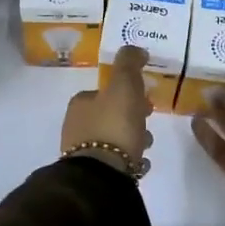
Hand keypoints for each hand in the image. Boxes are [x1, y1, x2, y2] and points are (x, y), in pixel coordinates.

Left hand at [61, 45, 153, 174]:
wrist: (102, 176)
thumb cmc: (113, 126)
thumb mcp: (124, 86)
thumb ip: (128, 64)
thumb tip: (134, 49)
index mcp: (80, 103)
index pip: (103, 92)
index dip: (126, 93)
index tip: (145, 99)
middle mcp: (76, 126)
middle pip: (108, 115)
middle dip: (130, 117)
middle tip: (148, 122)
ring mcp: (81, 153)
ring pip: (112, 139)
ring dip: (131, 139)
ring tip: (146, 146)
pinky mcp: (91, 175)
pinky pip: (114, 162)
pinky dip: (127, 159)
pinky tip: (140, 164)